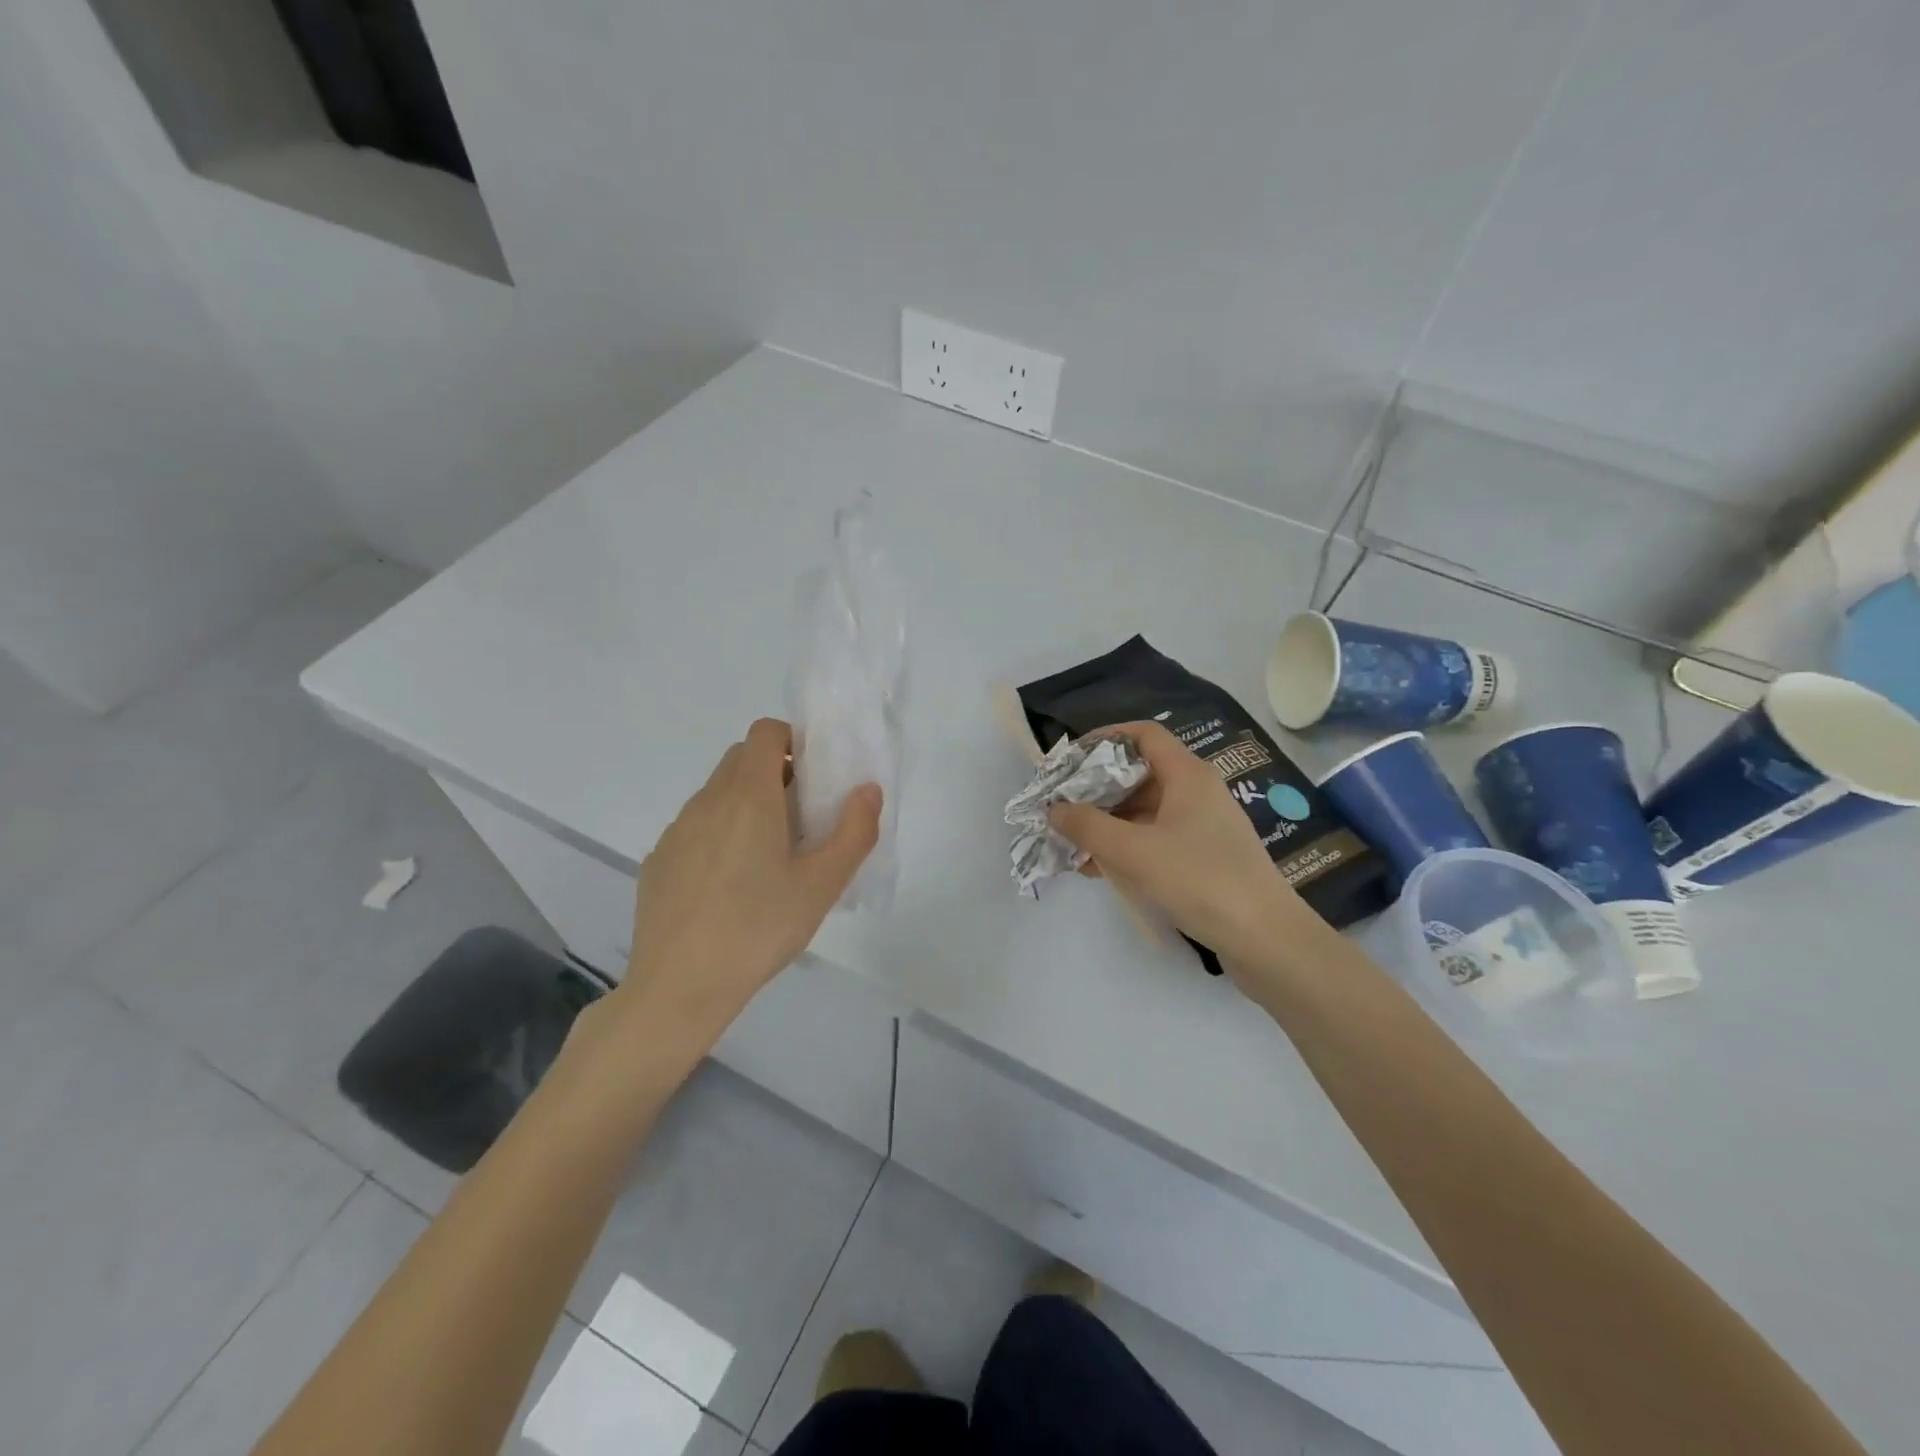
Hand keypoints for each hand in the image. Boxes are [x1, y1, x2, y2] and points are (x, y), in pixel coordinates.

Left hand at [620, 718, 880, 1030]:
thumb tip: (867, 789)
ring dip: (746, 803)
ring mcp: (677, 830)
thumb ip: (855, 830)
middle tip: (801, 817)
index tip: (814, 777)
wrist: (679, 986)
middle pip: (741, 758)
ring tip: (767, 858)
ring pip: (717, 793)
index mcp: (749, 796)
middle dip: (775, 771)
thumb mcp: (823, 885)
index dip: (793, 741)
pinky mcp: (658, 860)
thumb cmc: (759, 929)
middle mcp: (708, 801)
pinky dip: (719, 834)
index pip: (765, 732)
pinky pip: (695, 827)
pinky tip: (729, 886)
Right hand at [1048, 721, 1307, 976]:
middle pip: (1140, 774)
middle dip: (1097, 789)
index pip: (1144, 735)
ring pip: (1145, 811)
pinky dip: (1127, 847)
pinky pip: (1156, 840)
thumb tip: (1054, 809)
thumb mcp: (1134, 852)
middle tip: (1061, 806)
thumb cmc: (1200, 881)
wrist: (1266, 940)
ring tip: (1071, 843)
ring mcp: (1203, 827)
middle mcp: (1197, 793)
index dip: (1105, 738)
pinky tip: (1099, 870)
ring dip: (1107, 823)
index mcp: (1188, 775)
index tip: (1070, 759)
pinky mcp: (1204, 858)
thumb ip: (1088, 826)